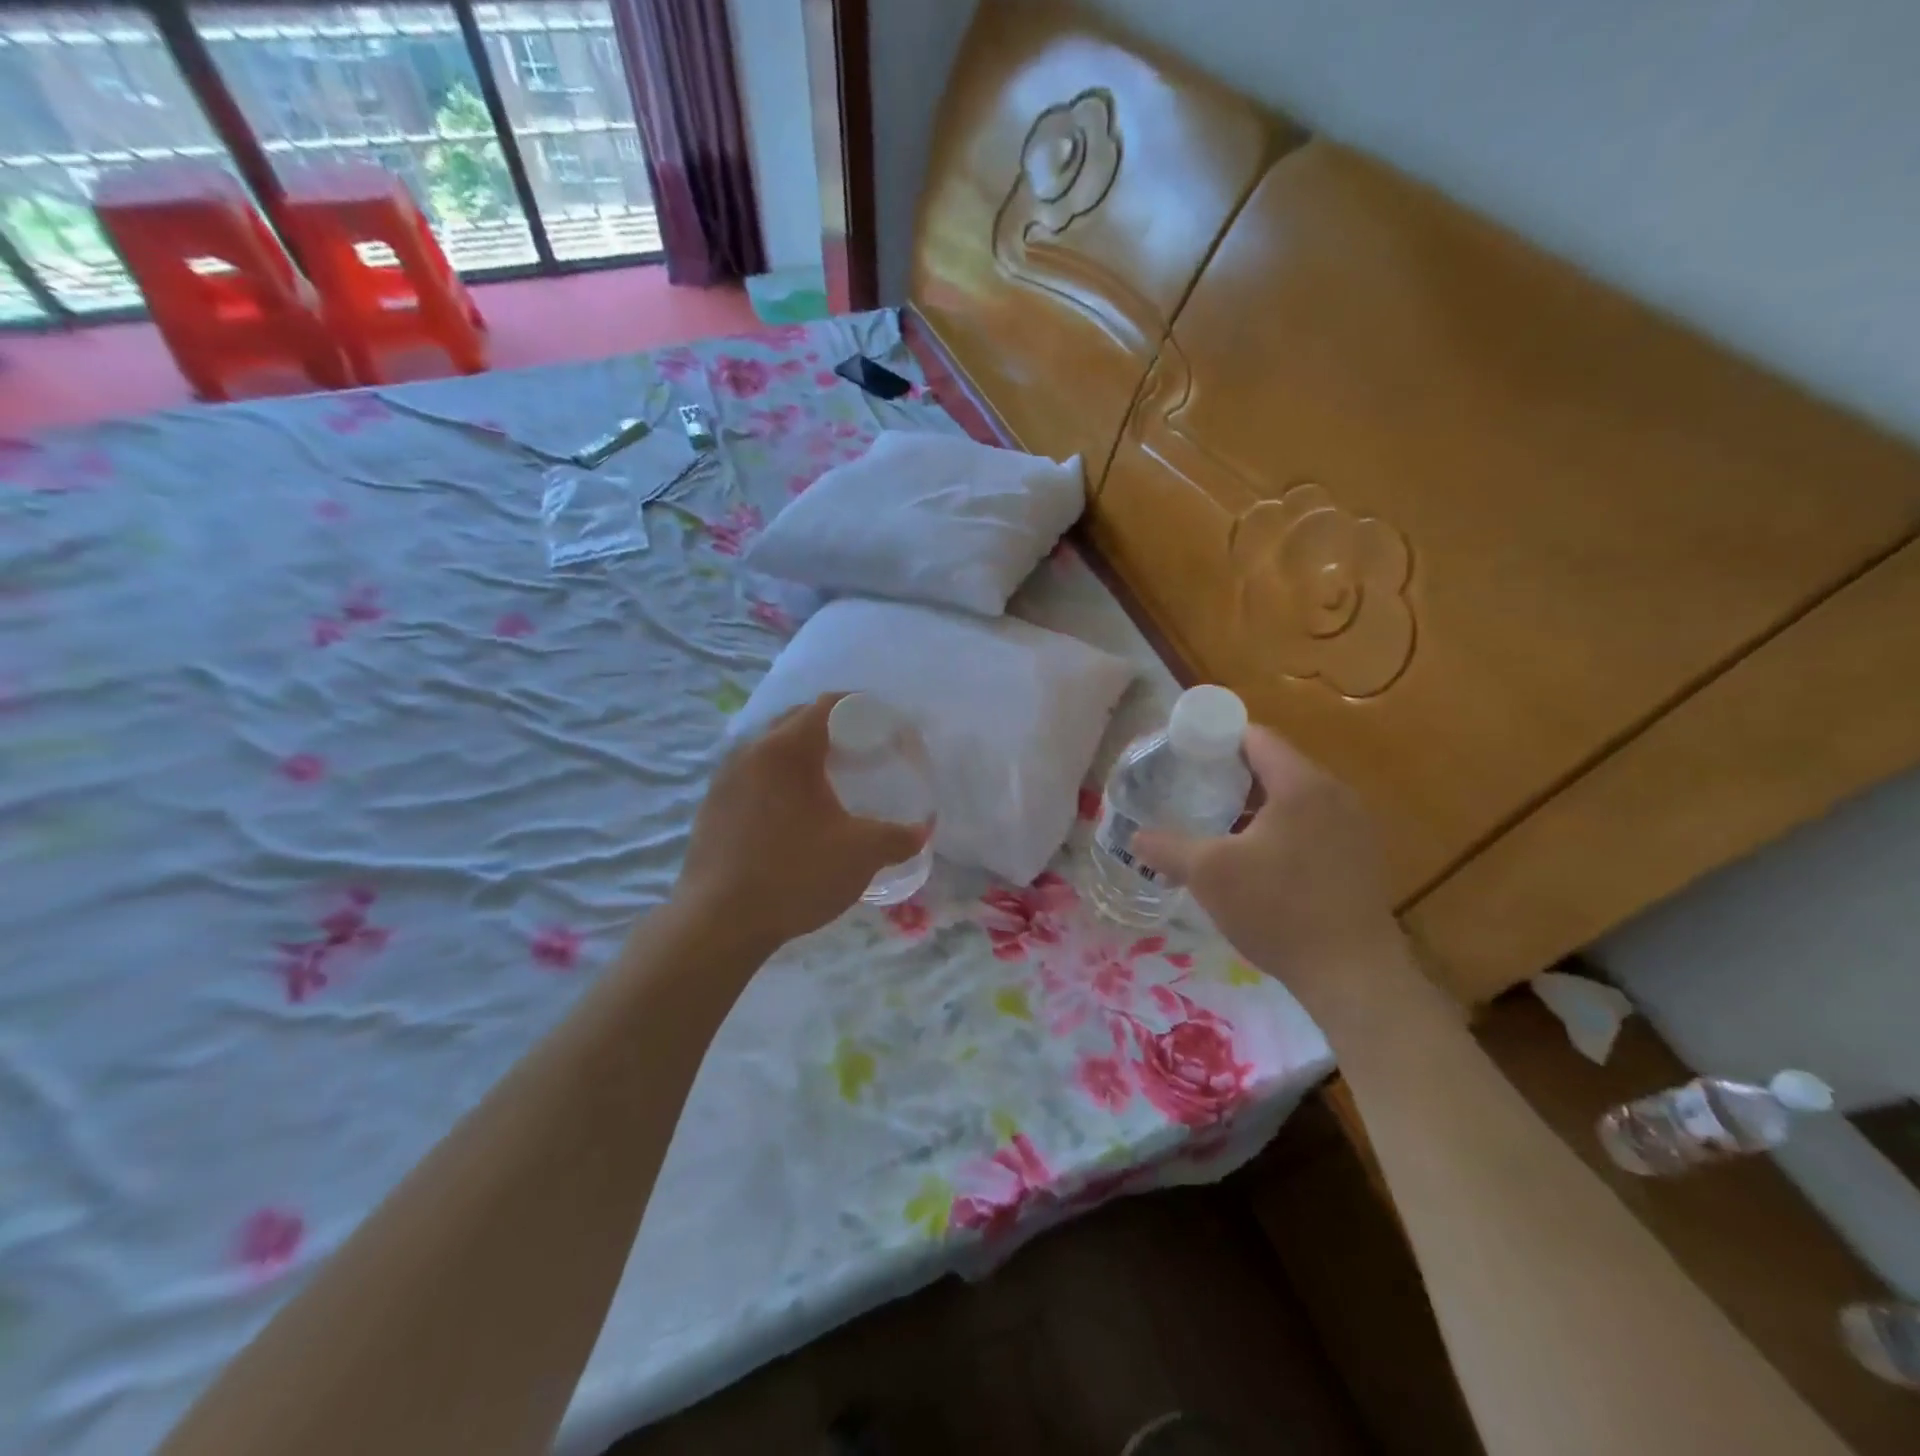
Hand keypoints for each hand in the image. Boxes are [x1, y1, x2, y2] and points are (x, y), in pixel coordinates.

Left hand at [673, 694, 928, 951]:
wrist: (719, 922)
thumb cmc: (795, 875)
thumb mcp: (861, 855)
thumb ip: (898, 837)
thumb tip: (922, 830)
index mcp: (788, 749)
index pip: (826, 705)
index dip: (859, 707)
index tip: (882, 725)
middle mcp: (751, 751)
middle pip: (795, 720)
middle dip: (830, 727)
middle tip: (859, 750)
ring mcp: (724, 778)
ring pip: (769, 747)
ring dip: (799, 753)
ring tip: (826, 779)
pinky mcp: (711, 806)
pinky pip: (751, 774)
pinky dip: (776, 778)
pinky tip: (790, 811)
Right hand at [1133, 726, 1406, 1013]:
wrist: (1353, 975)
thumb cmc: (1278, 908)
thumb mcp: (1208, 874)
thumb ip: (1167, 848)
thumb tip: (1134, 837)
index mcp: (1301, 784)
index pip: (1255, 737)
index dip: (1216, 739)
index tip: (1183, 755)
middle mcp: (1335, 794)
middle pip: (1275, 765)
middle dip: (1231, 775)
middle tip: (1192, 791)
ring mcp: (1354, 827)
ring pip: (1294, 798)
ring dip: (1255, 805)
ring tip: (1217, 826)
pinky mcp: (1359, 858)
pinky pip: (1311, 824)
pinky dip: (1280, 828)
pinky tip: (1255, 860)